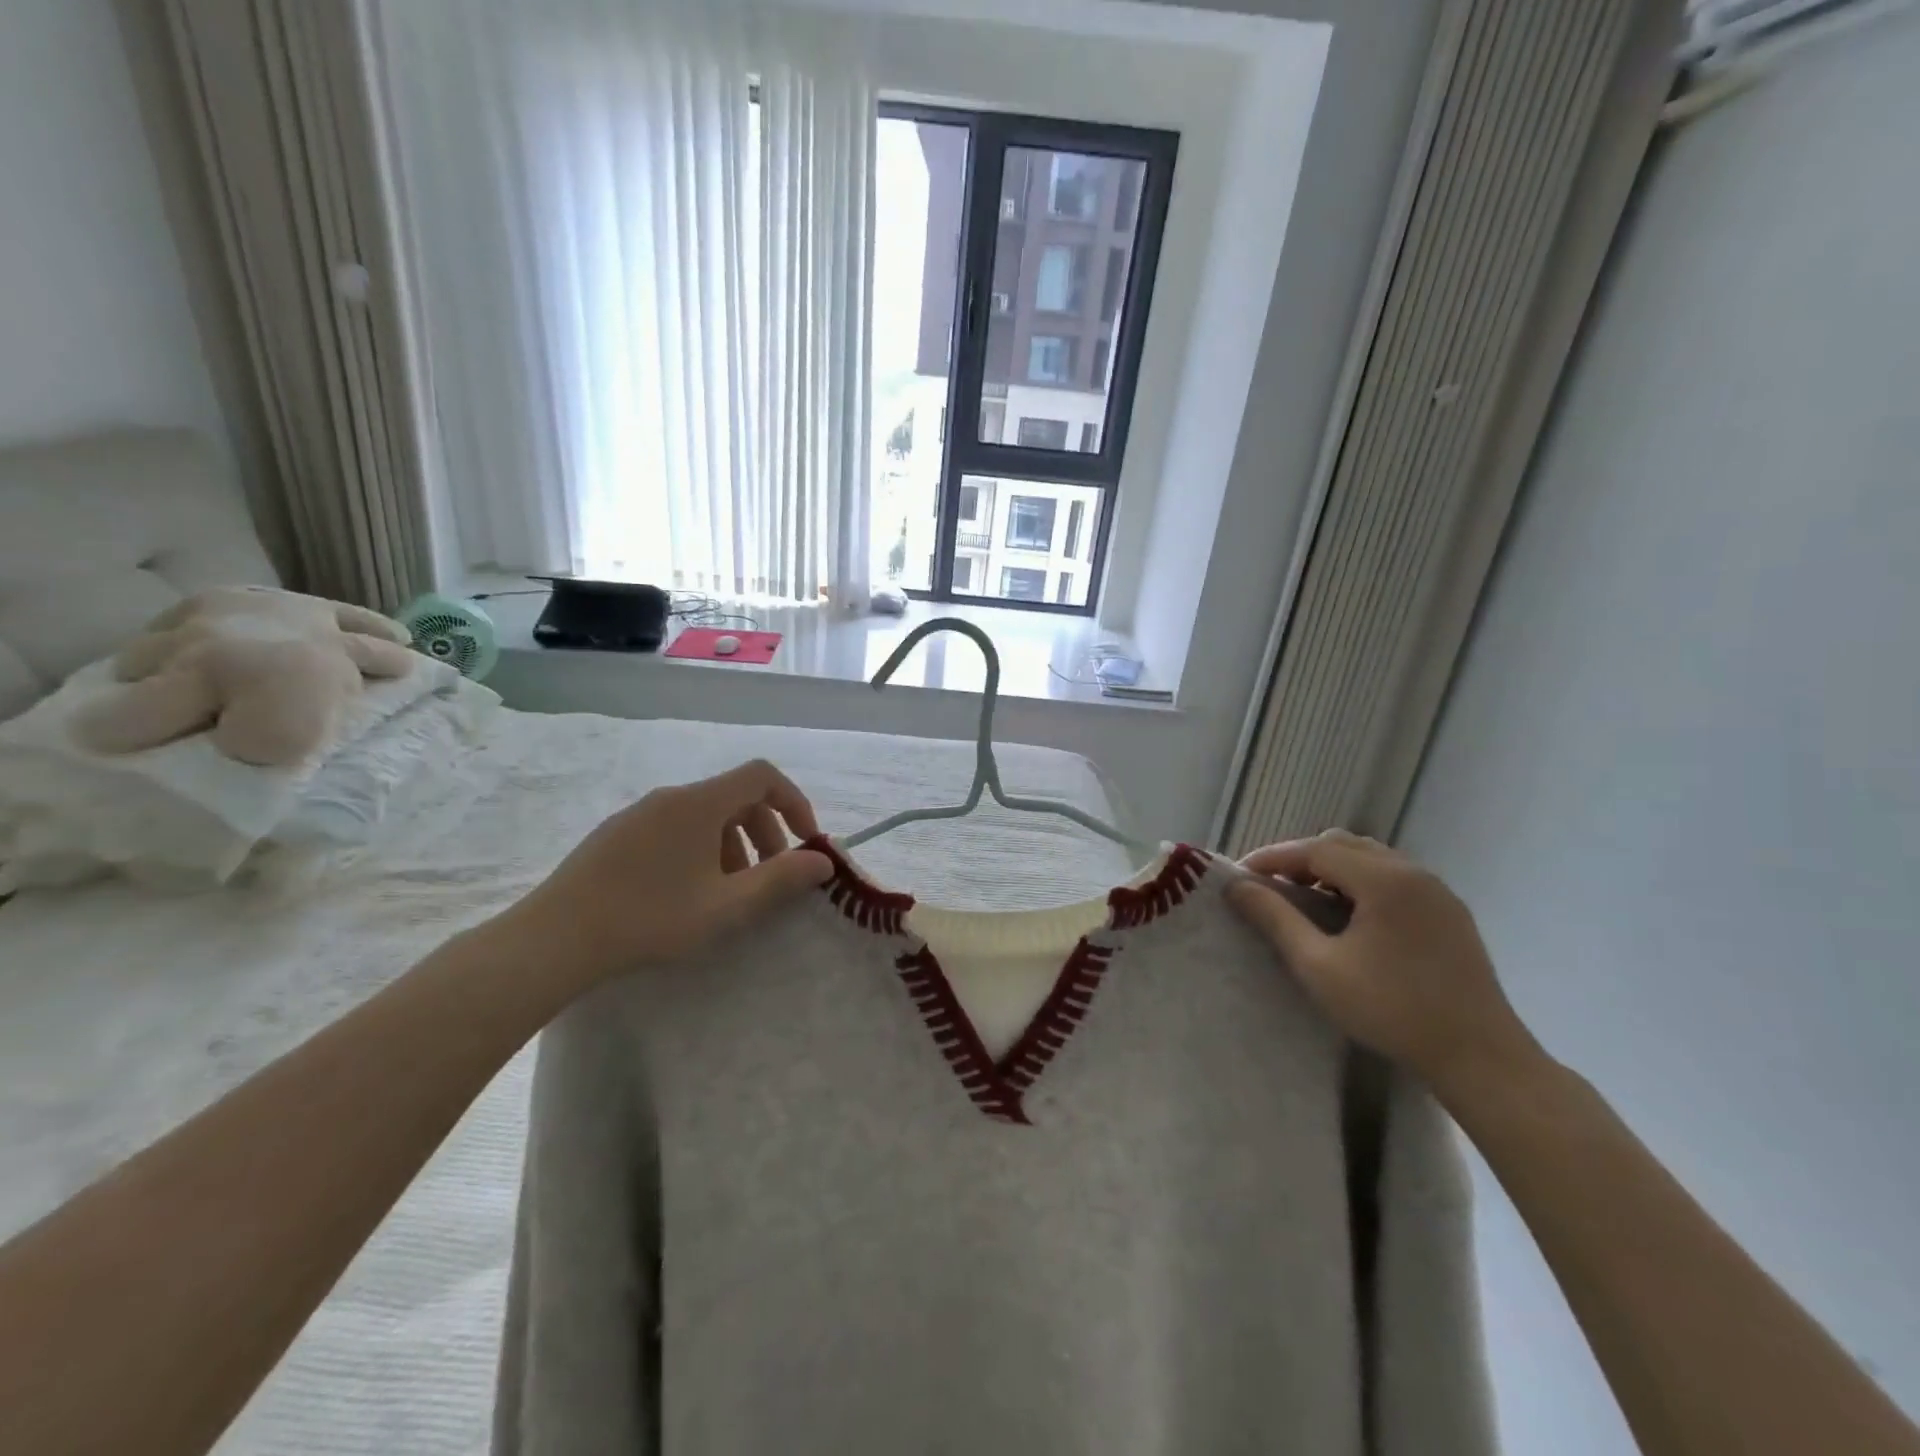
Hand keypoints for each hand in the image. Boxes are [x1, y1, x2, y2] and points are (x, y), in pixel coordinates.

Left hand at [491, 759, 832, 991]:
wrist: (554, 939)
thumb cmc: (651, 918)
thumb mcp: (727, 906)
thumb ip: (781, 879)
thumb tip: (823, 861)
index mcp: (700, 803)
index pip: (762, 776)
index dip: (794, 802)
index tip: (805, 841)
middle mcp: (671, 797)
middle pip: (735, 797)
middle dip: (765, 833)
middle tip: (769, 878)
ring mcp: (639, 814)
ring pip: (704, 816)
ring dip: (733, 846)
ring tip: (728, 893)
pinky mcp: (616, 834)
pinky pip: (675, 828)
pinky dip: (700, 850)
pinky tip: (686, 894)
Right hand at [1227, 830, 1542, 1094]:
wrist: (1481, 1058)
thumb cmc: (1391, 1010)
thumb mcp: (1319, 967)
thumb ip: (1275, 919)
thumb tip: (1237, 887)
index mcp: (1384, 879)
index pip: (1315, 849)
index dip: (1273, 857)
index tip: (1240, 875)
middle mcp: (1413, 872)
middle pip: (1343, 845)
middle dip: (1301, 859)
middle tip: (1270, 887)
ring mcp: (1437, 890)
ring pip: (1371, 859)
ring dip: (1332, 870)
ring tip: (1305, 901)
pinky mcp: (1450, 912)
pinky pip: (1394, 878)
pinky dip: (1361, 883)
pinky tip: (1349, 917)